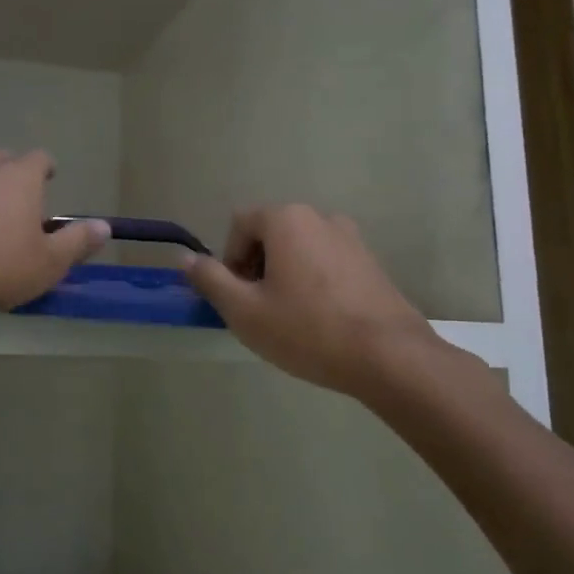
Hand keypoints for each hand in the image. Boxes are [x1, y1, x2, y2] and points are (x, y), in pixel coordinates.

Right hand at [185, 204, 463, 396]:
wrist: (389, 356)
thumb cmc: (307, 329)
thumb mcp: (245, 310)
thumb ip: (210, 279)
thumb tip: (184, 257)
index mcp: (286, 219)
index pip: (240, 224)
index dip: (229, 260)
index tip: (238, 297)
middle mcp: (319, 217)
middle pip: (270, 234)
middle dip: (256, 267)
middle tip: (259, 310)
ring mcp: (351, 238)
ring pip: (299, 249)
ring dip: (284, 275)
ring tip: (290, 318)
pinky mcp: (371, 262)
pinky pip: (327, 263)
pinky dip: (313, 282)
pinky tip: (321, 321)